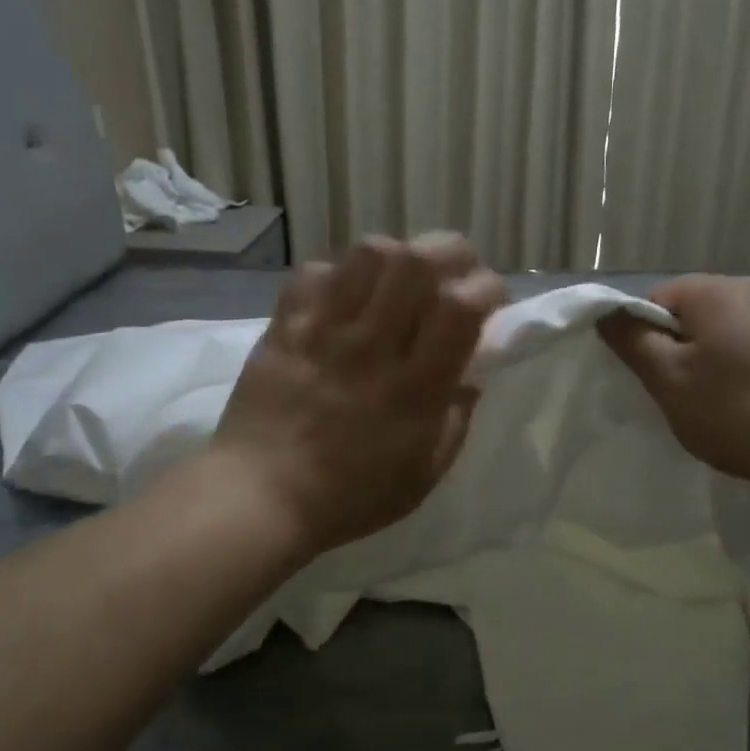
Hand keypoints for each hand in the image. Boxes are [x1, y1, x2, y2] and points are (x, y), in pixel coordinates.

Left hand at [212, 234, 506, 556]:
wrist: (260, 498)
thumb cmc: (350, 497)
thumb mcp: (423, 475)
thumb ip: (455, 421)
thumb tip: (471, 377)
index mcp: (414, 389)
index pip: (458, 307)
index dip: (484, 288)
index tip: (489, 300)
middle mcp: (372, 347)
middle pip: (416, 261)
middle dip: (449, 252)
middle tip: (452, 274)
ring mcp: (324, 331)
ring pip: (367, 254)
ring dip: (396, 256)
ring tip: (398, 281)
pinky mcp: (285, 327)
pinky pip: (313, 273)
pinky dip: (337, 275)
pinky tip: (343, 298)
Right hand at [597, 275, 749, 494]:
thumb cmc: (737, 412)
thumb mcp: (668, 380)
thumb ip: (631, 341)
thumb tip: (606, 313)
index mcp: (715, 290)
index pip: (653, 300)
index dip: (642, 339)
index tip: (650, 379)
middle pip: (691, 314)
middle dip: (677, 350)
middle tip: (678, 396)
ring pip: (724, 333)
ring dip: (710, 362)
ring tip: (717, 406)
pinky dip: (742, 371)